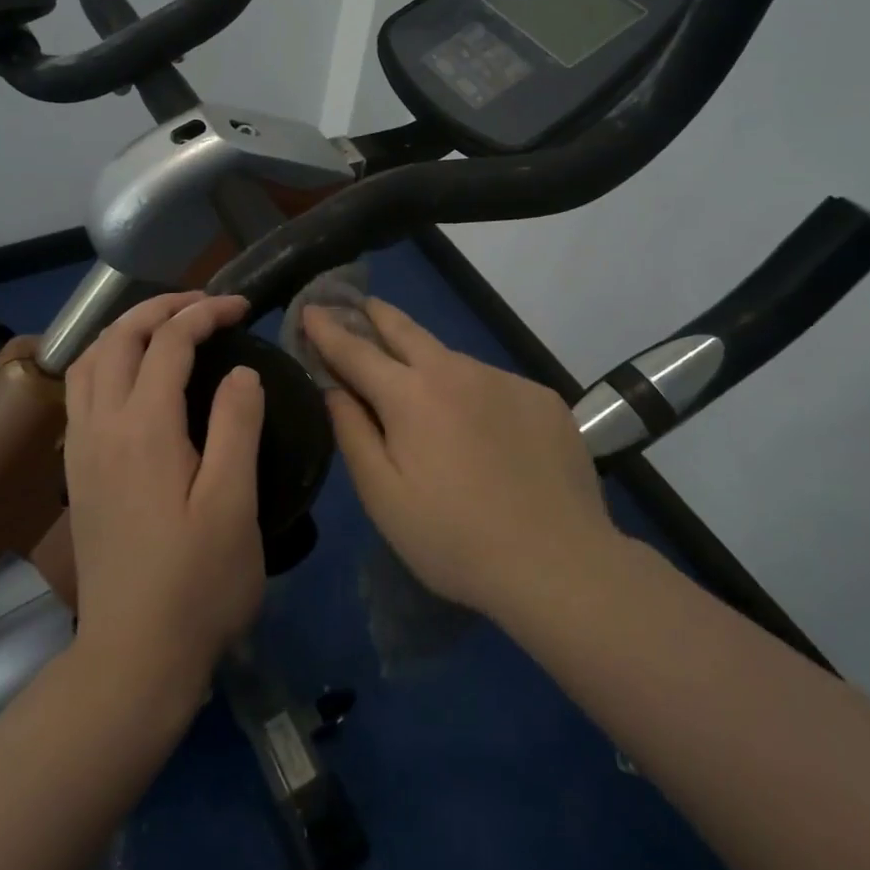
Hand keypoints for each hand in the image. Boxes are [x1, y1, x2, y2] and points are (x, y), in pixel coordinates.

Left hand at [62, 292, 265, 702]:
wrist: (133, 658)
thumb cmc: (197, 583)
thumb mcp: (234, 503)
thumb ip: (237, 425)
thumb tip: (241, 371)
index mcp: (144, 428)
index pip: (169, 343)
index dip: (205, 314)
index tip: (242, 307)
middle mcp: (101, 427)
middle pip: (118, 339)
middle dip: (161, 308)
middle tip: (206, 304)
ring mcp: (81, 451)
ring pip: (88, 361)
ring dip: (126, 331)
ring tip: (167, 328)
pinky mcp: (77, 473)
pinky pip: (80, 391)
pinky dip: (106, 360)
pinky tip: (133, 378)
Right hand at [303, 300, 613, 622]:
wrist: (559, 564)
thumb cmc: (455, 539)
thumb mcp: (383, 497)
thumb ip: (352, 433)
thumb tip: (334, 389)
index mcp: (410, 395)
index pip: (356, 350)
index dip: (328, 330)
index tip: (310, 309)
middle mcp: (456, 370)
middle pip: (406, 330)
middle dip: (376, 314)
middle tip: (361, 305)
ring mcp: (505, 380)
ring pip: (453, 360)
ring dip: (429, 363)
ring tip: (424, 388)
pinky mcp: (542, 398)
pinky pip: (494, 385)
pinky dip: (475, 394)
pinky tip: (484, 431)